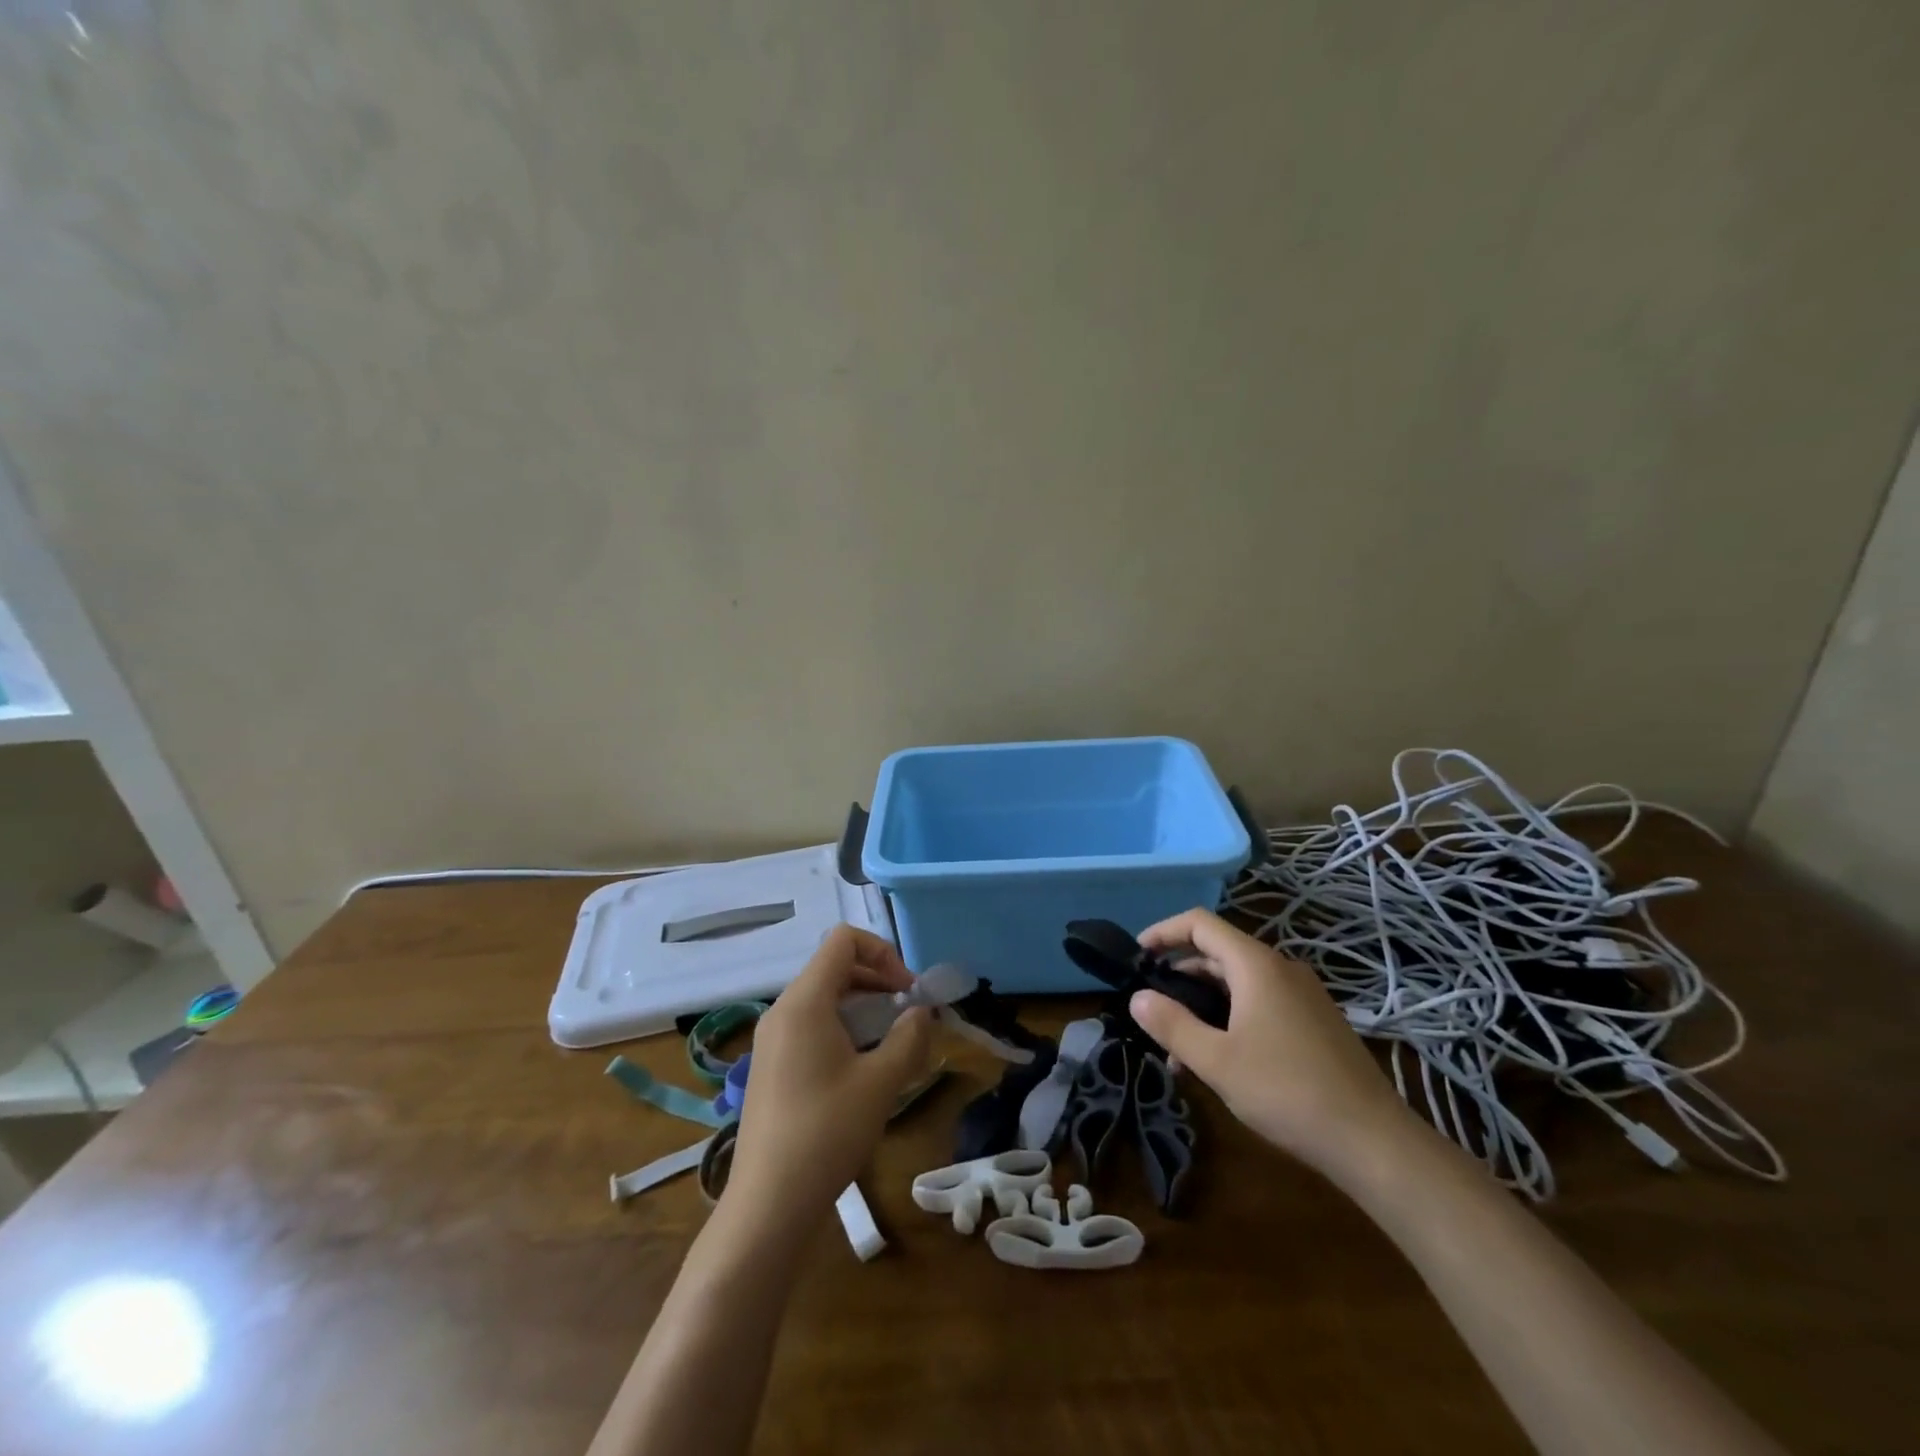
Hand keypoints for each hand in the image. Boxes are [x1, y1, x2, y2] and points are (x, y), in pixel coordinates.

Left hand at [726, 925, 932, 1220]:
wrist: (768, 1204)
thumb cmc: (827, 1132)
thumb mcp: (880, 1082)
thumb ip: (908, 1038)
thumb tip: (921, 1013)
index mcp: (804, 1001)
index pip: (843, 941)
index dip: (883, 952)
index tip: (908, 990)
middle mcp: (782, 1010)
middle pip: (833, 966)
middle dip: (877, 979)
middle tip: (908, 1013)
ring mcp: (771, 1039)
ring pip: (822, 997)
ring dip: (862, 1005)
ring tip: (891, 1039)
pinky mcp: (770, 1065)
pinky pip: (810, 1024)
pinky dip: (842, 1027)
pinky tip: (862, 1066)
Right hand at [1129, 907, 1415, 1182]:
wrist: (1374, 1143)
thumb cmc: (1287, 1092)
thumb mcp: (1217, 1061)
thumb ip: (1172, 1025)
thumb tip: (1137, 997)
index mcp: (1257, 966)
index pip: (1200, 923)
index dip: (1163, 931)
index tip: (1137, 956)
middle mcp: (1281, 969)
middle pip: (1218, 953)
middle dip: (1179, 975)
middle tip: (1152, 1008)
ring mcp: (1303, 996)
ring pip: (1238, 983)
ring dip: (1203, 1004)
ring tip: (1178, 1047)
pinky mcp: (1314, 1022)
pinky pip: (1260, 1003)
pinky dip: (1230, 1017)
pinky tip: (1219, 1060)